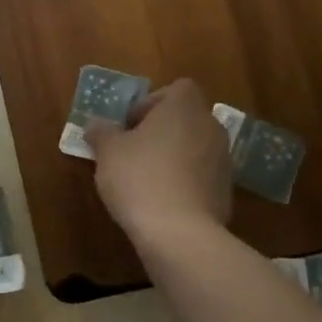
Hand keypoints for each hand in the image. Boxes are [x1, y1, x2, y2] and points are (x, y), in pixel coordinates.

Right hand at [86, 78, 233, 238]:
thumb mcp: (107, 152)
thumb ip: (101, 132)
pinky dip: (184, 182)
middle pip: (186, 118)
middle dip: (161, 131)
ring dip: (173, 157)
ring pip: (194, 147)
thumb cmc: (139, 178)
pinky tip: (162, 202)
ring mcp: (223, 160)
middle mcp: (210, 127)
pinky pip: (201, 176)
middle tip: (133, 151)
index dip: (152, 103)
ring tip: (145, 180)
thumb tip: (96, 125)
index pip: (177, 89)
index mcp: (184, 108)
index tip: (131, 126)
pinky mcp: (226, 191)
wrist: (179, 233)